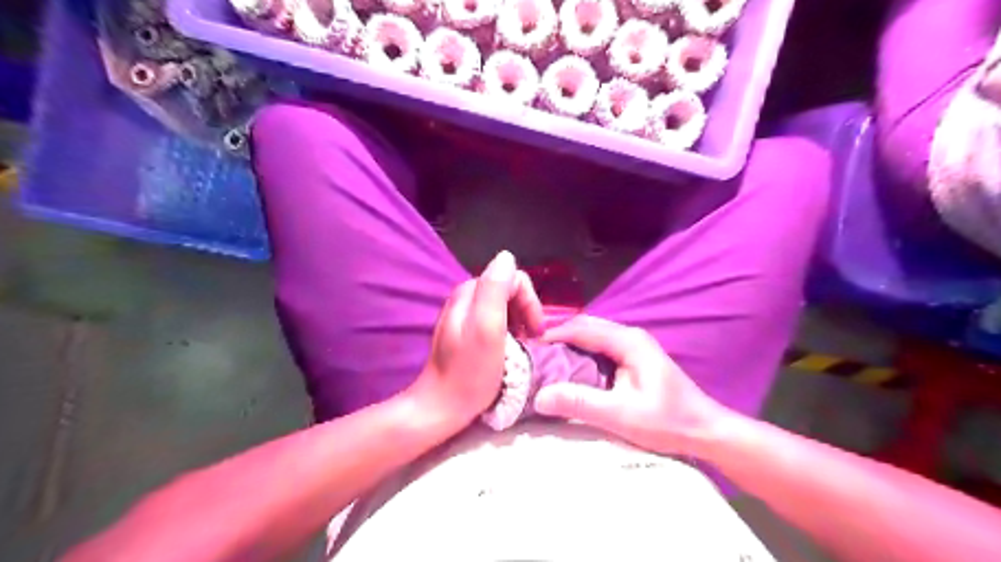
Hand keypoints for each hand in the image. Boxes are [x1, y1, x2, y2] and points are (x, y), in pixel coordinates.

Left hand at [411, 251, 543, 425]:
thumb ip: (495, 289)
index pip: (512, 278)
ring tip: (522, 346)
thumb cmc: (469, 372)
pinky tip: (509, 349)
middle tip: (531, 340)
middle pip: (508, 290)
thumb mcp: (487, 328)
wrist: (442, 406)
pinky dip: (509, 331)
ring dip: (519, 322)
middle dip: (526, 311)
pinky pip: (496, 320)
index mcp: (470, 292)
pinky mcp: (466, 331)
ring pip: (504, 305)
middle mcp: (465, 297)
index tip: (535, 331)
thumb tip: (507, 257)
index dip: (530, 302)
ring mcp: (464, 315)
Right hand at [536, 316, 732, 456]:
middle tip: (532, 355)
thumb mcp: (622, 415)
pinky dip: (580, 354)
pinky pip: (599, 348)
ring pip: (591, 337)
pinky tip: (568, 370)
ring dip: (568, 345)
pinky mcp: (632, 358)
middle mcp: (629, 336)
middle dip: (558, 337)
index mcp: (628, 341)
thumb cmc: (668, 422)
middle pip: (585, 327)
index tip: (528, 348)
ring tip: (544, 362)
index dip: (553, 334)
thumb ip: (581, 403)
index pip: (581, 328)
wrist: (705, 430)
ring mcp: (632, 346)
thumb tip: (540, 396)